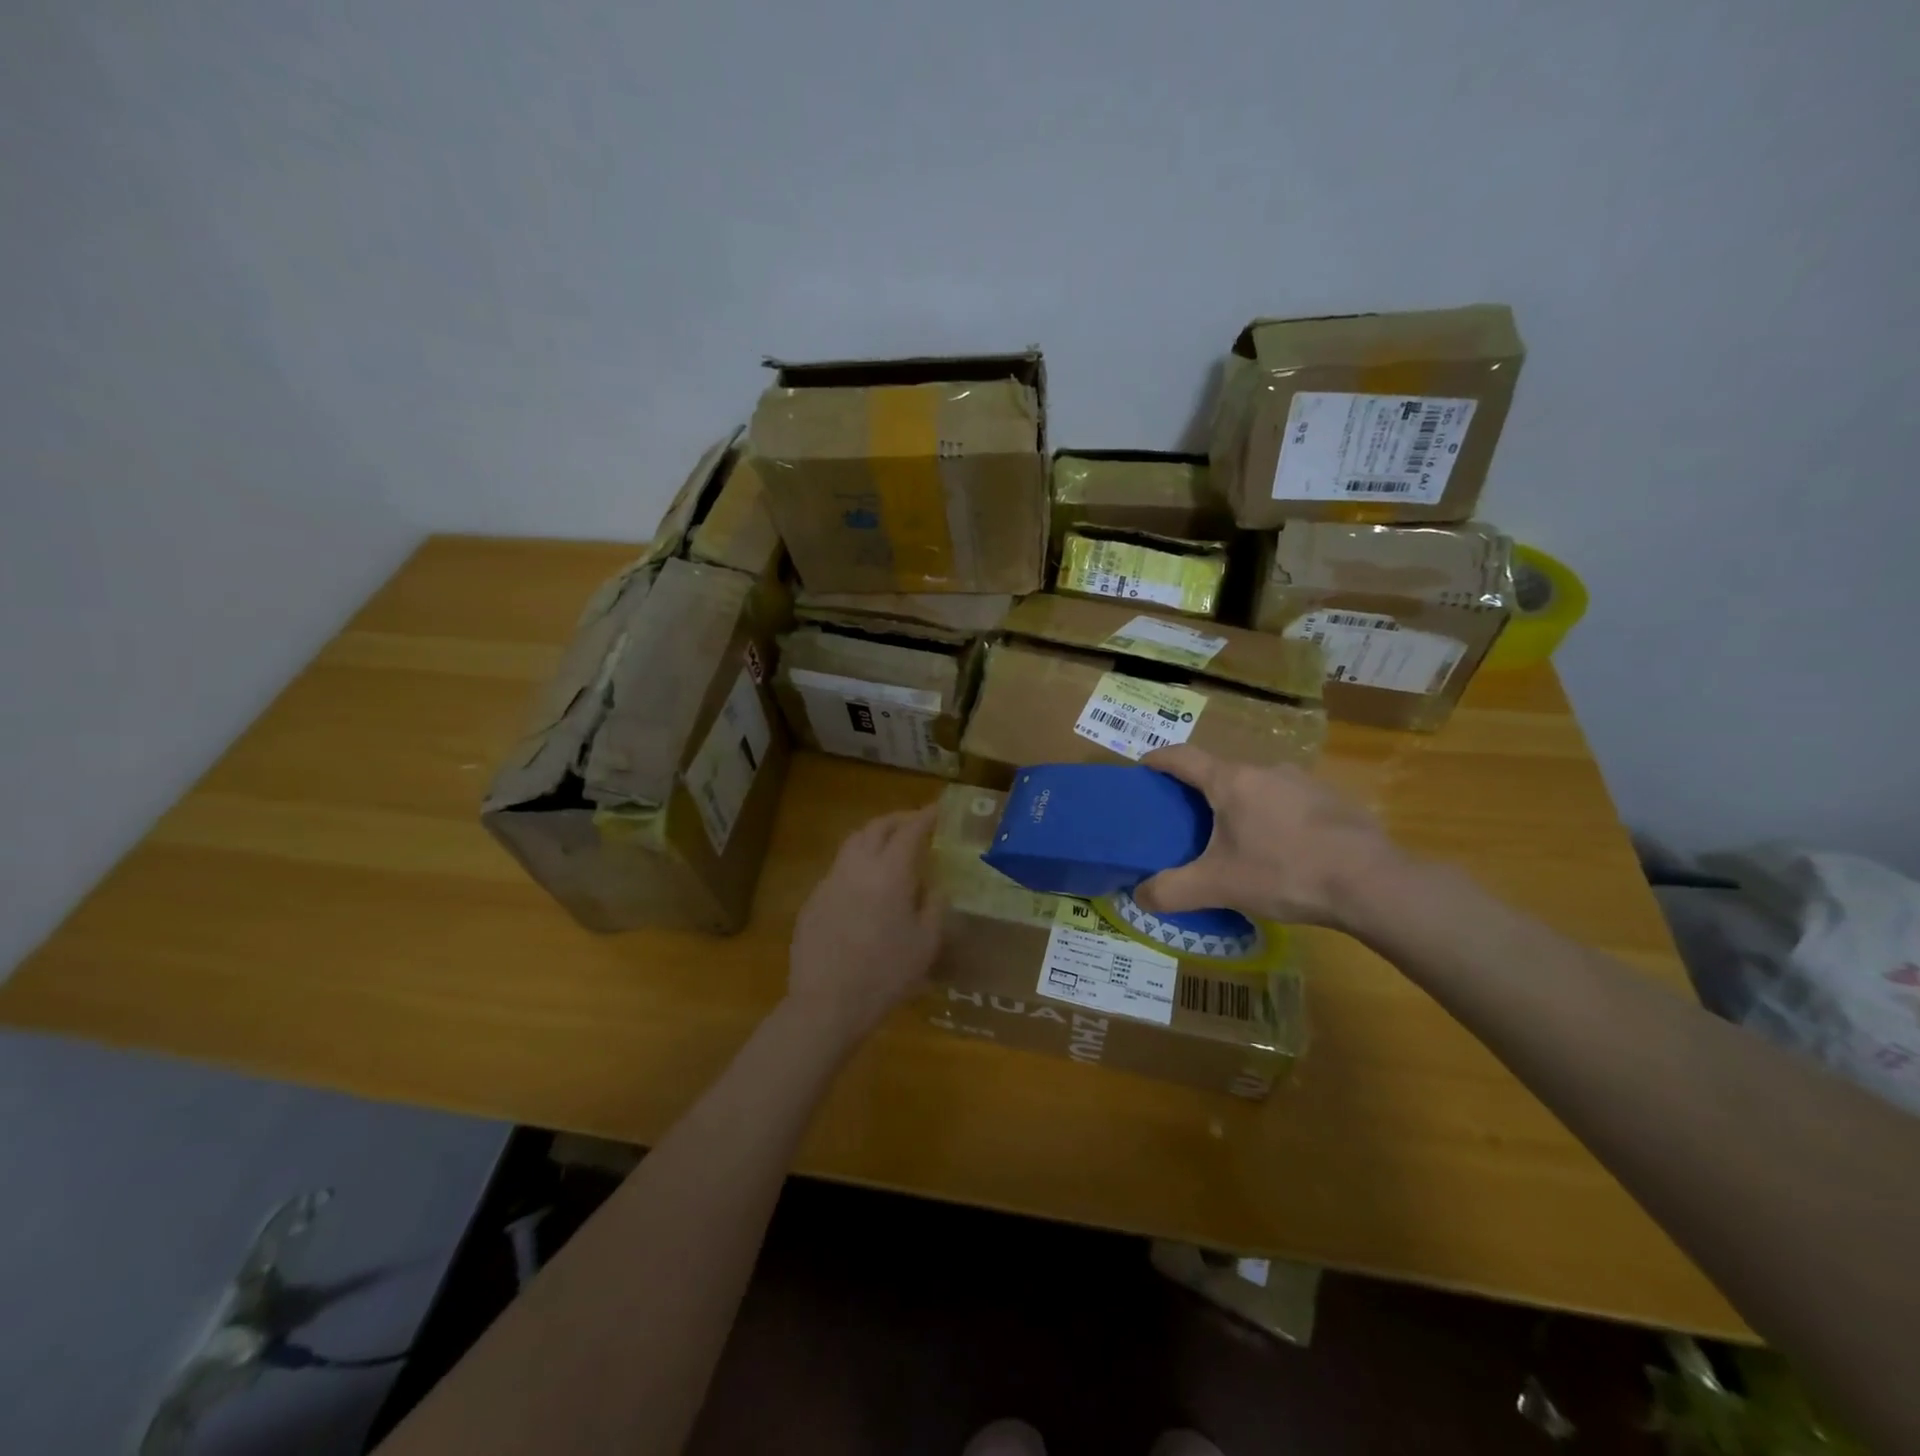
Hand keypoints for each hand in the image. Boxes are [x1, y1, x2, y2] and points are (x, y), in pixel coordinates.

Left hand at [786, 805, 943, 1042]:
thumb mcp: (926, 944)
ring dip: (873, 837)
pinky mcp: (812, 901)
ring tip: (889, 847)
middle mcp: (857, 867)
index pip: (909, 831)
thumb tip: (934, 886)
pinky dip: (856, 865)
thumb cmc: (886, 974)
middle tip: (913, 822)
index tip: (937, 809)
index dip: (924, 816)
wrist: (827, 1003)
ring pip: (852, 844)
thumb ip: (934, 906)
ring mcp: (829, 882)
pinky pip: (838, 870)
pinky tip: (864, 887)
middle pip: (876, 827)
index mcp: (890, 873)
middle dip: (897, 819)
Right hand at [1134, 745, 1400, 927]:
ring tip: (1237, 840)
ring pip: (1258, 787)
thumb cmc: (1284, 872)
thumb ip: (1171, 891)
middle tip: (1187, 821)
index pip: (1182, 757)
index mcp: (1231, 781)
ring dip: (1241, 805)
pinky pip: (1289, 801)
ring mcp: (1304, 781)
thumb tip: (1138, 896)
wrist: (1372, 883)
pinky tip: (1283, 850)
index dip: (1158, 760)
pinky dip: (1275, 817)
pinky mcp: (1333, 800)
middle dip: (1200, 792)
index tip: (1142, 768)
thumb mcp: (1218, 886)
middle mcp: (1265, 770)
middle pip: (1221, 772)